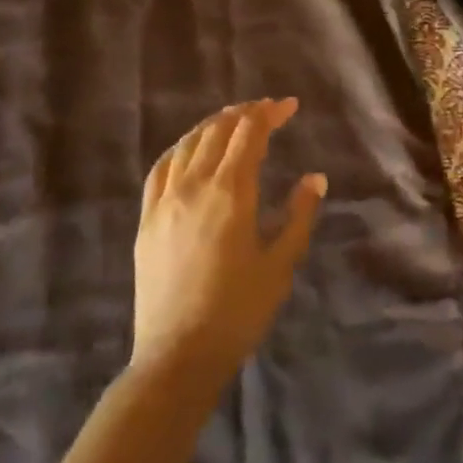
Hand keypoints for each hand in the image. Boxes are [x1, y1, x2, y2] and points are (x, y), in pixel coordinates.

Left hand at [132, 99, 326, 387]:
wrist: (178, 356)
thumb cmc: (238, 311)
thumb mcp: (281, 263)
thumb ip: (299, 215)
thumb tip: (315, 177)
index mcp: (230, 192)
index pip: (249, 133)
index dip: (270, 113)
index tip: (289, 106)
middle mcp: (194, 185)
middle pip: (218, 131)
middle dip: (245, 113)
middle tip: (267, 110)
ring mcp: (164, 201)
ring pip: (187, 144)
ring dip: (213, 125)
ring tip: (233, 121)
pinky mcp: (147, 220)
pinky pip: (161, 168)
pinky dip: (180, 148)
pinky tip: (189, 149)